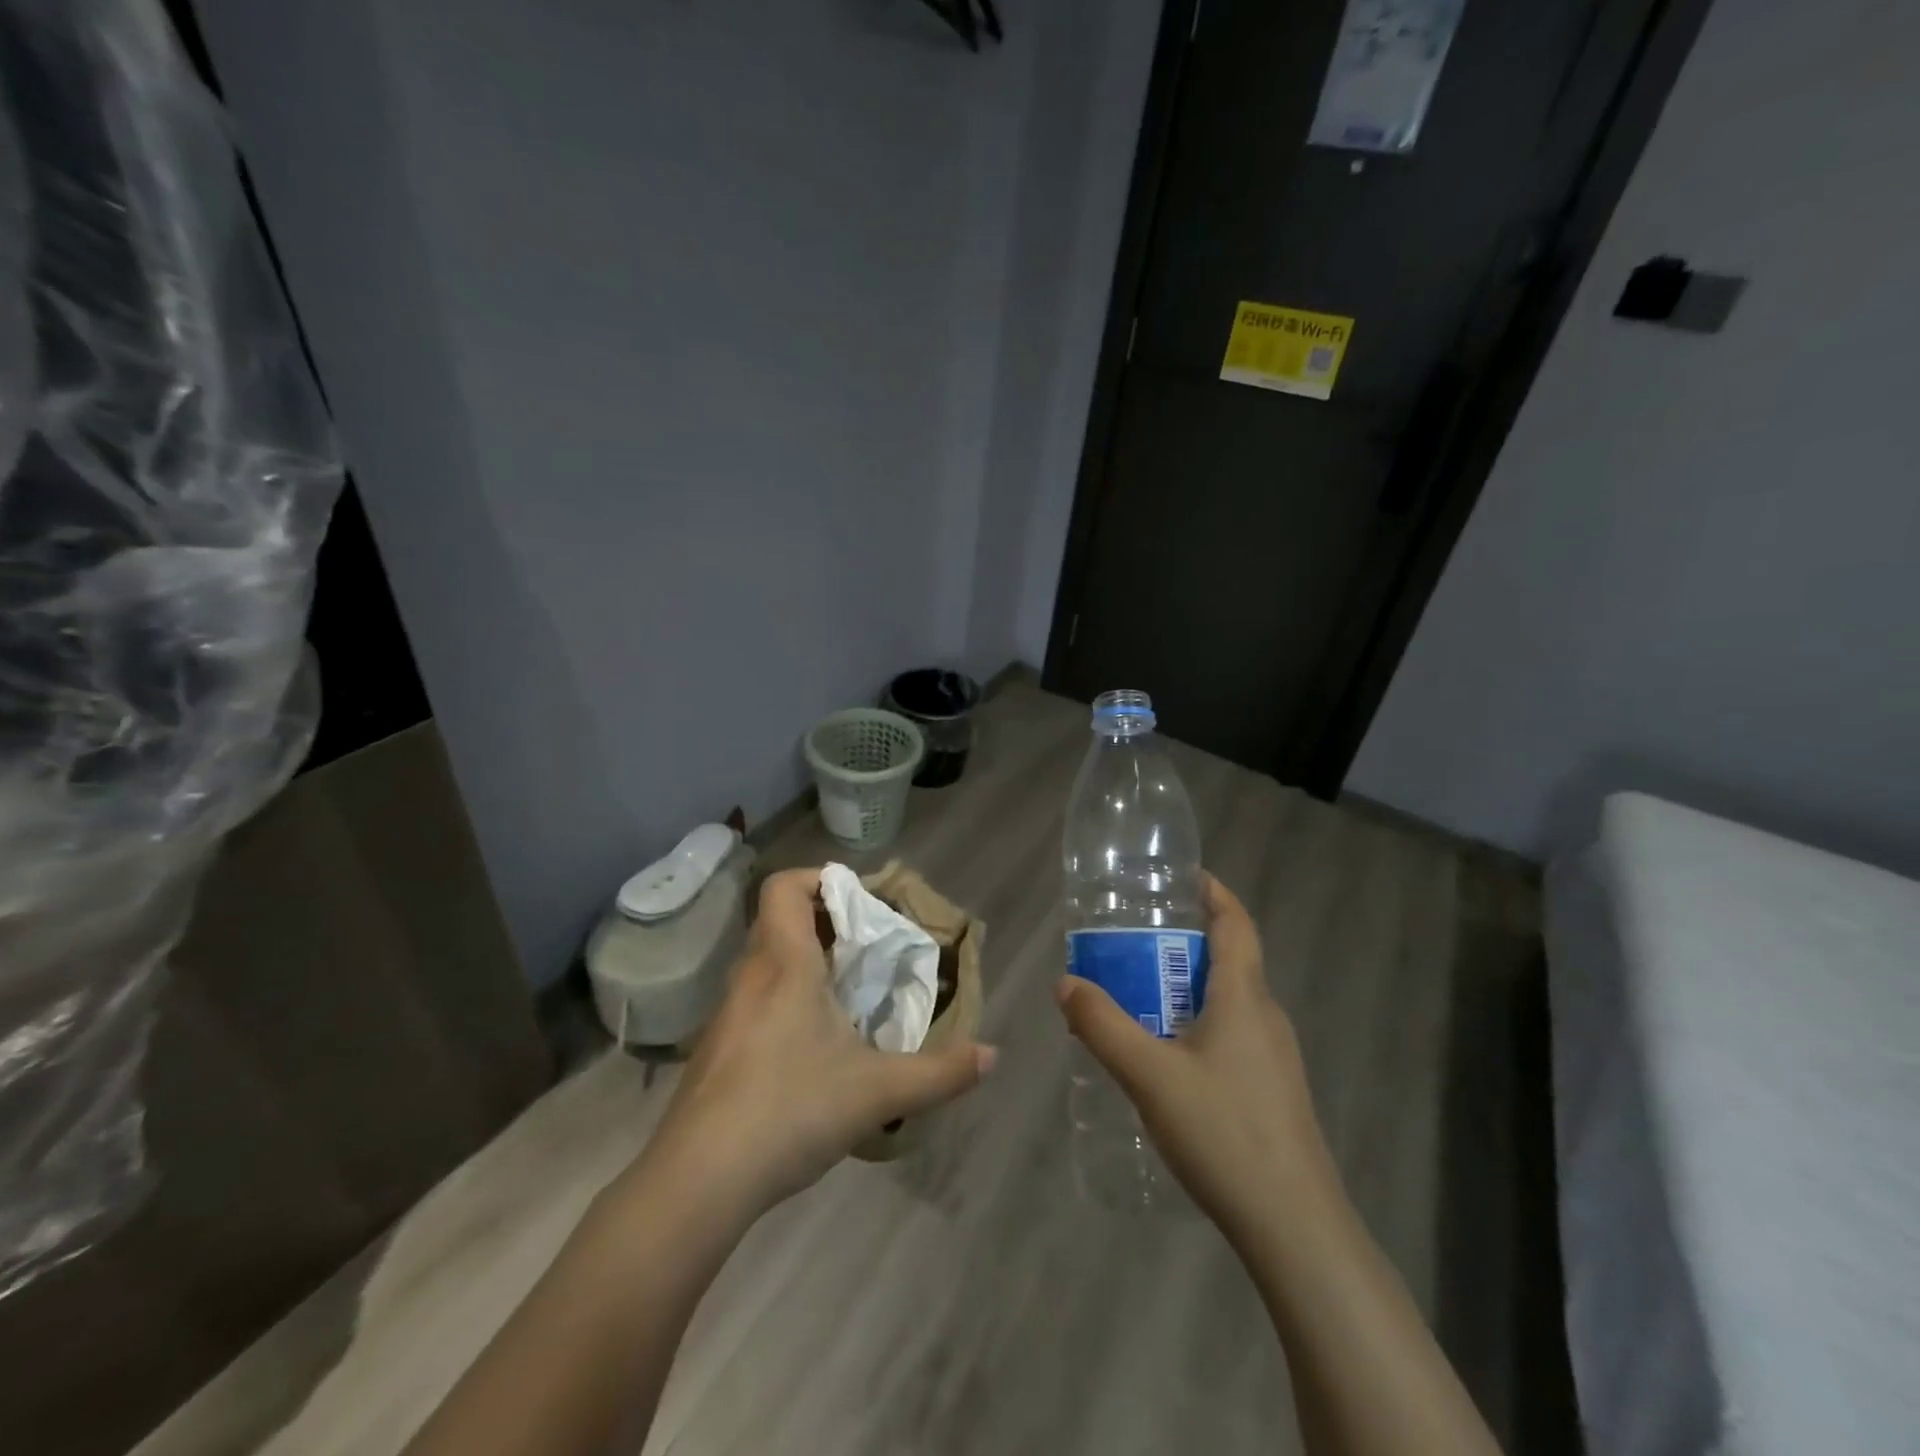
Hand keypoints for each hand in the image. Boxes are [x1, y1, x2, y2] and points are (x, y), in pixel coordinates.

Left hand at [641, 867, 994, 1220]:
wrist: (697, 1181)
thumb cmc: (789, 1110)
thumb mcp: (877, 1092)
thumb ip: (940, 1073)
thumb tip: (992, 1056)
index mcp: (784, 963)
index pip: (785, 887)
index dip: (820, 878)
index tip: (860, 901)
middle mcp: (750, 976)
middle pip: (780, 920)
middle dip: (825, 923)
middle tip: (868, 949)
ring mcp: (727, 1014)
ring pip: (767, 963)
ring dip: (806, 963)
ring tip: (848, 995)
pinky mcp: (716, 1050)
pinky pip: (756, 1000)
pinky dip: (786, 1000)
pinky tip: (813, 1047)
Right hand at [1056, 874, 1337, 1249]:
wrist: (1295, 1226)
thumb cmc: (1223, 1132)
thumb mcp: (1150, 1075)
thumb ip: (1103, 1026)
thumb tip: (1066, 984)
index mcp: (1243, 997)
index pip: (1236, 923)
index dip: (1213, 892)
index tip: (1181, 877)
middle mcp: (1265, 1016)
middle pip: (1228, 959)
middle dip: (1183, 941)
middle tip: (1134, 940)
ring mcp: (1274, 1056)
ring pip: (1228, 1000)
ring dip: (1187, 985)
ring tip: (1139, 993)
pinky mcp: (1272, 1089)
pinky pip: (1231, 1033)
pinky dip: (1197, 1022)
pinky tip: (1166, 1055)